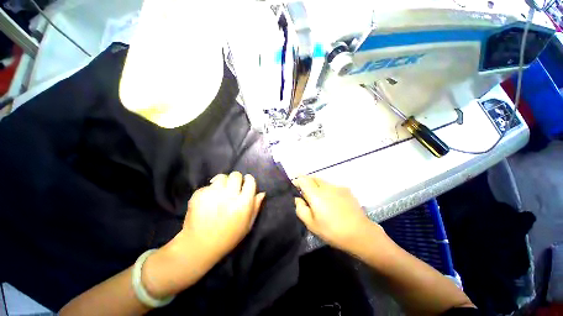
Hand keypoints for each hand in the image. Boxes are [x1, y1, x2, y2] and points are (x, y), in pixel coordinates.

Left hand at [178, 172, 265, 261]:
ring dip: (223, 182)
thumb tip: (262, 193)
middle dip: (236, 179)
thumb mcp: (247, 225)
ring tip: (220, 191)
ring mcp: (213, 194)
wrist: (199, 246)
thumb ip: (256, 207)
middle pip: (236, 175)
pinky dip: (209, 191)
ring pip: (221, 177)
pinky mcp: (199, 195)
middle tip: (233, 187)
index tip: (246, 182)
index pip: (250, 181)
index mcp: (243, 203)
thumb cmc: (228, 237)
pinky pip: (207, 186)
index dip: (249, 179)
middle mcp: (229, 196)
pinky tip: (208, 200)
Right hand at [293, 176, 380, 250]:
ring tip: (321, 201)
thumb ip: (300, 209)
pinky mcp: (347, 190)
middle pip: (313, 178)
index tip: (296, 188)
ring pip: (323, 182)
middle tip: (307, 196)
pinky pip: (332, 186)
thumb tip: (298, 199)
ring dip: (318, 187)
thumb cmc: (332, 231)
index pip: (303, 179)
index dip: (297, 181)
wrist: (360, 233)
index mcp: (316, 194)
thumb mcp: (311, 224)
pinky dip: (328, 190)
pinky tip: (333, 203)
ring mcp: (338, 187)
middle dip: (307, 183)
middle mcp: (326, 186)